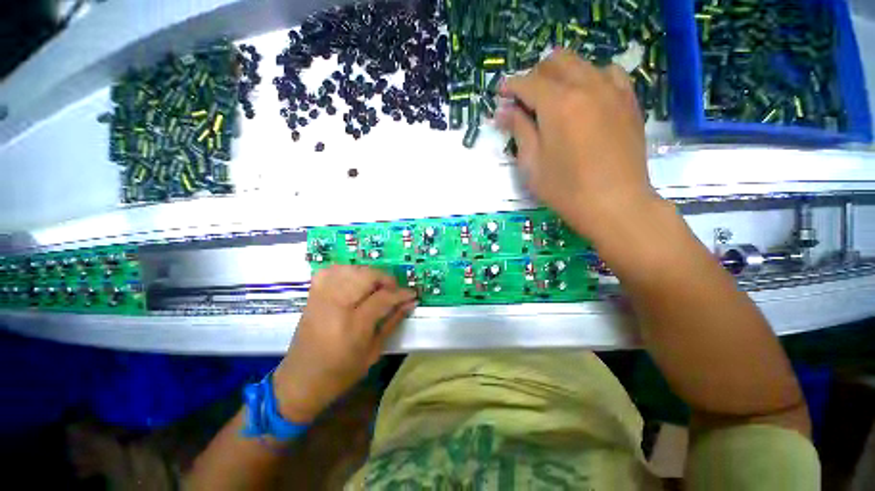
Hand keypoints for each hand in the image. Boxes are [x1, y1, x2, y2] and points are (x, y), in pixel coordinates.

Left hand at [272, 265, 415, 422]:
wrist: (300, 380)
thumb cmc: (341, 373)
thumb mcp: (373, 351)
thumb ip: (393, 322)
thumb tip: (410, 303)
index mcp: (353, 326)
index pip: (383, 297)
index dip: (401, 293)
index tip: (412, 294)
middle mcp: (336, 306)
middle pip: (366, 276)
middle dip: (386, 279)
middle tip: (394, 290)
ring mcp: (321, 298)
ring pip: (351, 270)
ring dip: (369, 274)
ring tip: (376, 286)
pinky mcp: (312, 296)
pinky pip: (331, 271)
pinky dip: (347, 271)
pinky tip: (354, 280)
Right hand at [497, 49, 660, 241]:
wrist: (615, 204)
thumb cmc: (565, 189)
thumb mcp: (532, 164)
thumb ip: (518, 130)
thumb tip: (503, 111)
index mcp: (558, 104)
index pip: (527, 83)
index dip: (510, 87)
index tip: (501, 96)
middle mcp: (586, 86)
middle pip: (555, 63)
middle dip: (534, 77)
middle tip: (525, 101)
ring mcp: (612, 90)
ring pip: (581, 64)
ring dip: (560, 75)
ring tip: (553, 100)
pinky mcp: (628, 101)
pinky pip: (608, 74)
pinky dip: (590, 79)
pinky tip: (585, 99)